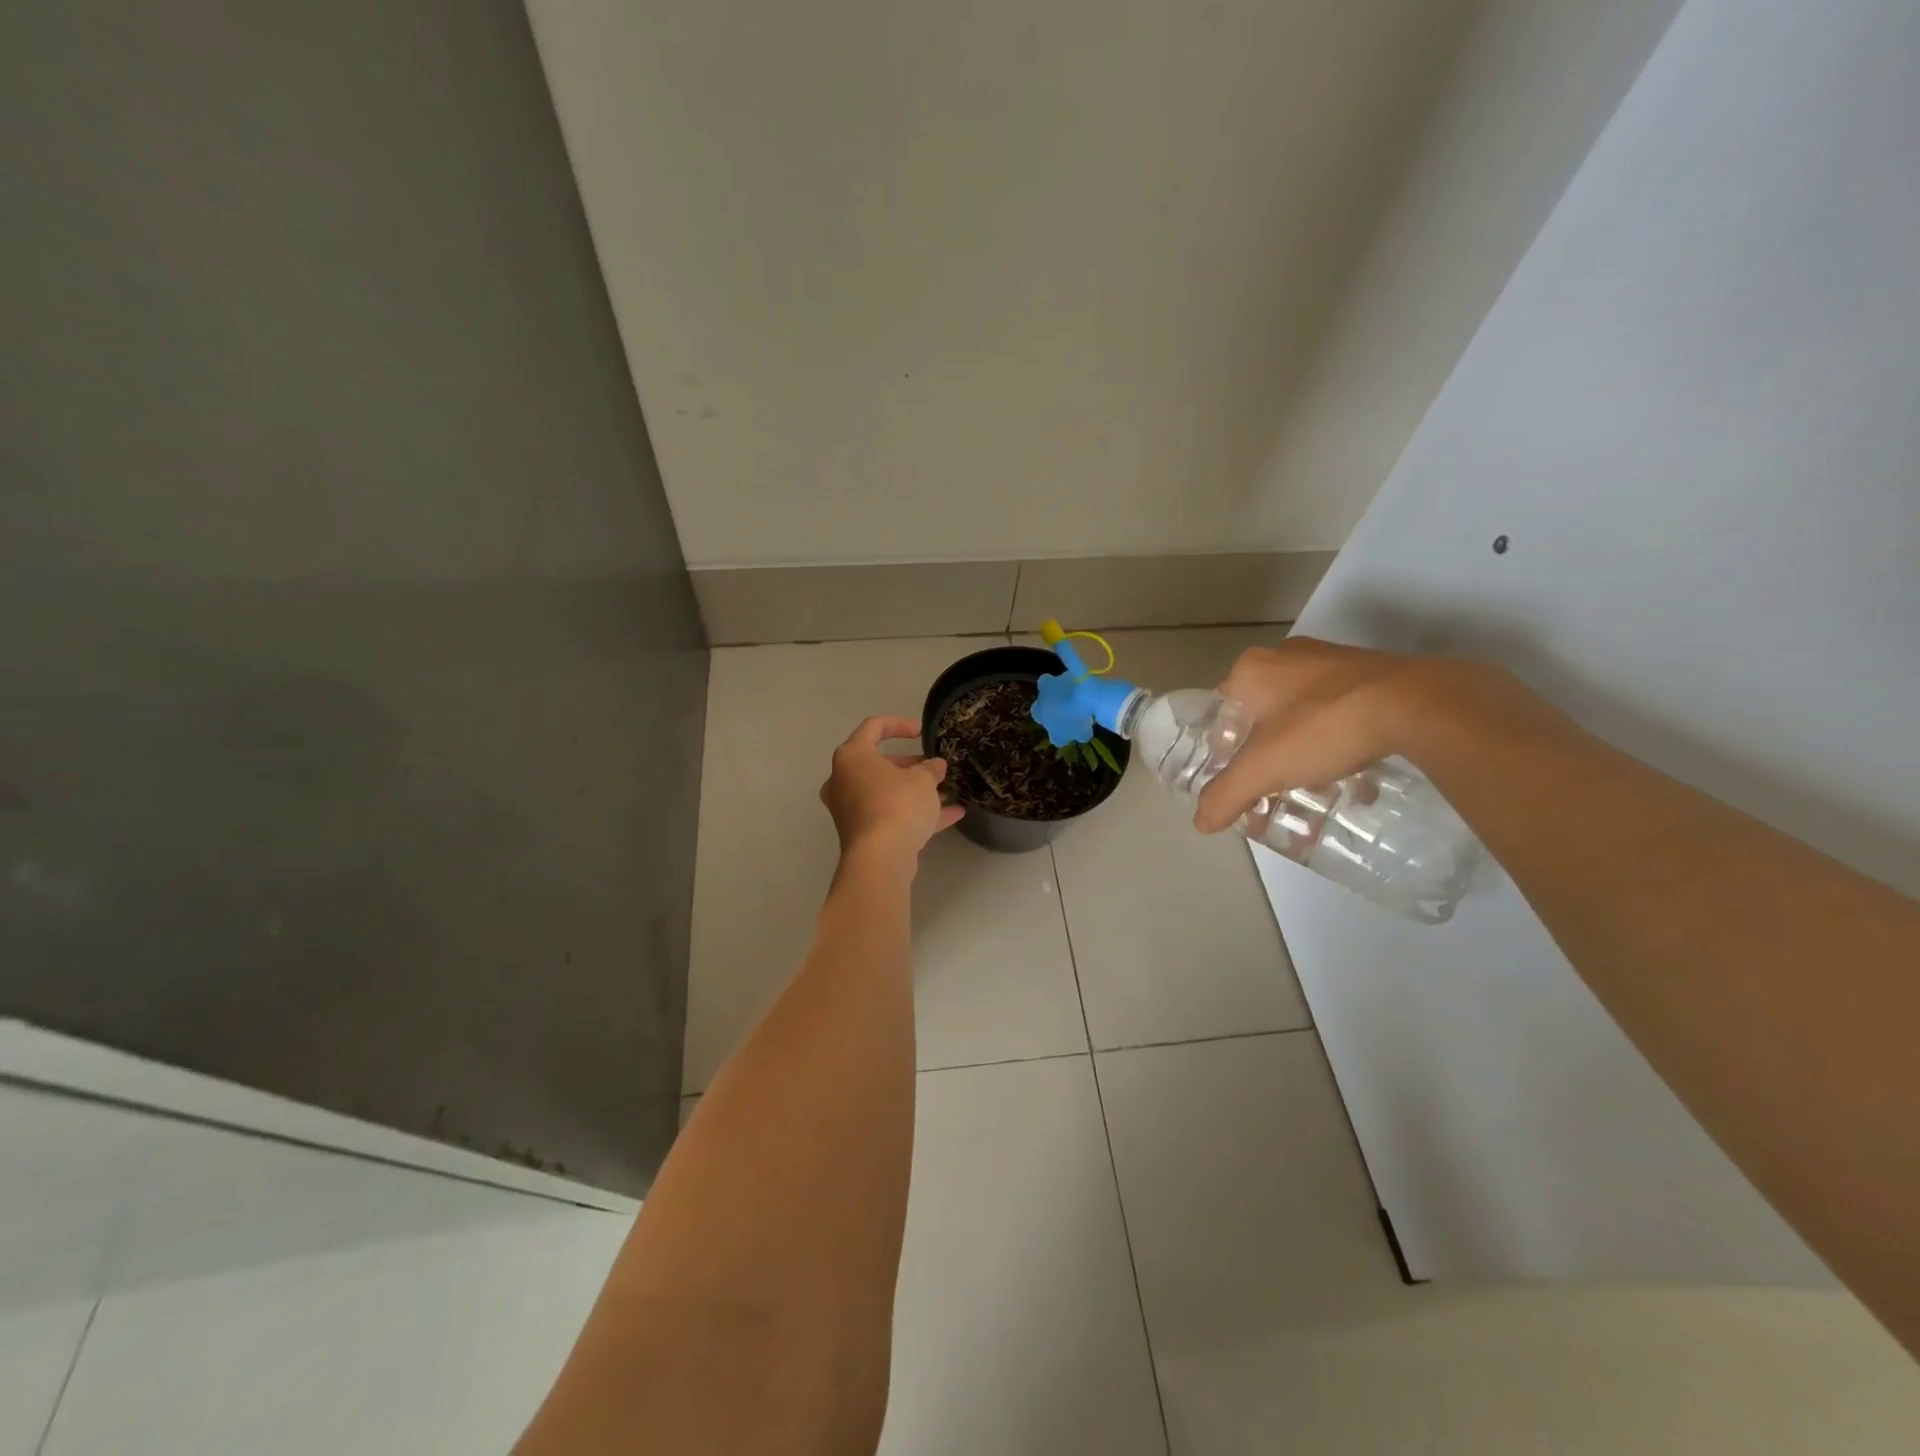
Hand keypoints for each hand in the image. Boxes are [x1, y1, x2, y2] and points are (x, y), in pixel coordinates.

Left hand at [821, 717, 965, 862]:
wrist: (880, 858)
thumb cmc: (897, 805)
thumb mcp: (922, 780)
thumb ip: (930, 768)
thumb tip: (935, 766)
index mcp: (852, 757)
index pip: (873, 727)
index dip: (900, 724)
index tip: (922, 731)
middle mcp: (844, 780)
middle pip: (878, 763)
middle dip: (910, 764)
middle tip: (934, 766)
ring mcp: (851, 809)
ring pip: (885, 792)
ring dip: (914, 790)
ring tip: (946, 790)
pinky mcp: (862, 833)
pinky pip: (890, 815)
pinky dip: (915, 813)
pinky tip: (952, 815)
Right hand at [1193, 637, 1448, 833]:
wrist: (1416, 704)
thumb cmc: (1321, 728)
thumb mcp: (1262, 770)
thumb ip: (1226, 796)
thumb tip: (1201, 823)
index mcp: (1250, 670)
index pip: (1222, 711)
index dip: (1225, 748)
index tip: (1240, 778)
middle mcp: (1286, 656)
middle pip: (1263, 715)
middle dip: (1267, 754)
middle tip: (1275, 786)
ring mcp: (1332, 660)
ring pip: (1304, 713)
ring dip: (1304, 750)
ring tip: (1316, 786)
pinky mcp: (1372, 671)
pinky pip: (1342, 710)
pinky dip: (1341, 740)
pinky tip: (1355, 773)